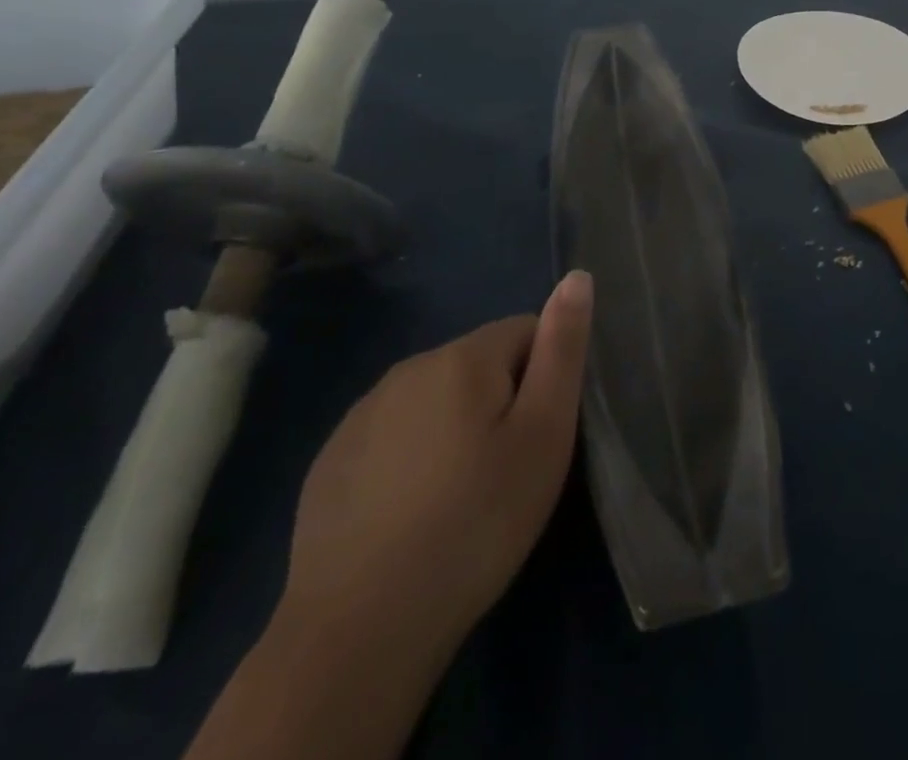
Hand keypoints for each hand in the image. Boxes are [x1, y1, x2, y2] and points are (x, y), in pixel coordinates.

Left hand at [276, 270, 593, 654]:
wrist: (360, 631)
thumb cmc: (476, 522)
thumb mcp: (543, 435)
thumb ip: (561, 350)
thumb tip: (577, 277)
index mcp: (462, 357)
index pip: (526, 331)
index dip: (544, 378)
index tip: (538, 436)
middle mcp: (408, 368)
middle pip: (479, 363)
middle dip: (500, 401)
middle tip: (506, 471)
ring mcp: (361, 414)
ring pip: (435, 399)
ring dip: (456, 426)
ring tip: (461, 495)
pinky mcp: (330, 461)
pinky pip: (393, 435)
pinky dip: (412, 457)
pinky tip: (412, 513)